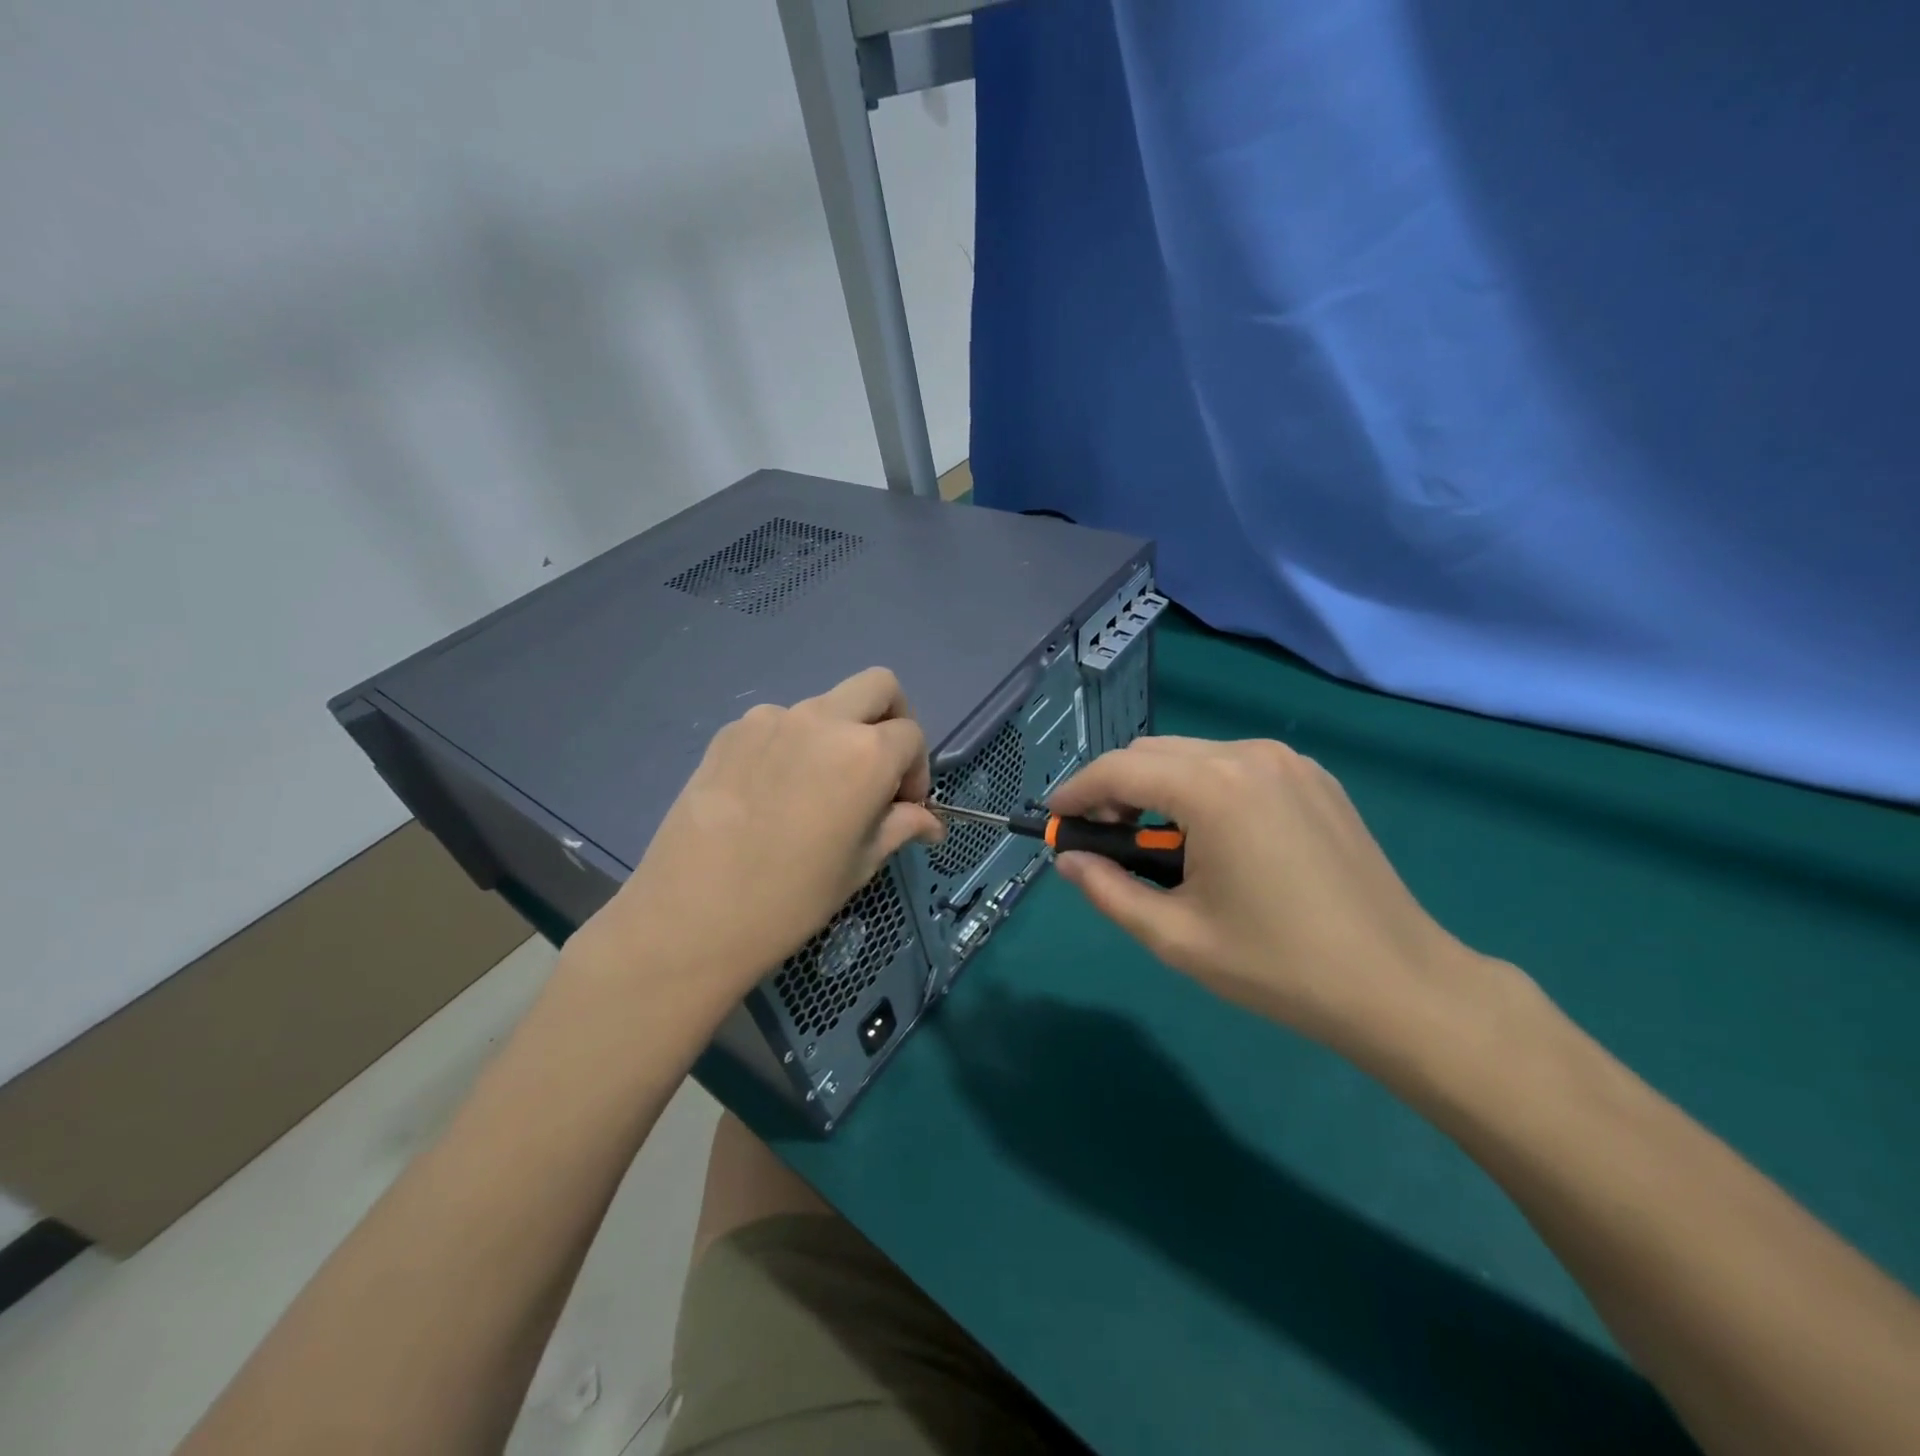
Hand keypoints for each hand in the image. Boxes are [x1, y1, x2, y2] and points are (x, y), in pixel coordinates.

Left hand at [567, 668, 942, 1008]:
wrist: (691, 915)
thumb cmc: (791, 898)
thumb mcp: (859, 865)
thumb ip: (900, 827)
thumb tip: (931, 823)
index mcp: (866, 753)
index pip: (912, 736)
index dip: (916, 771)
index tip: (903, 807)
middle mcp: (823, 719)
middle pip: (879, 686)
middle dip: (892, 719)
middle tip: (879, 769)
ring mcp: (771, 719)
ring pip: (825, 705)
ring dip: (838, 734)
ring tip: (817, 790)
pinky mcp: (730, 731)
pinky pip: (779, 724)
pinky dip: (793, 745)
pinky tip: (773, 794)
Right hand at [1048, 737, 1498, 1063]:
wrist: (1398, 984)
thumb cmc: (1278, 965)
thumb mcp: (1176, 936)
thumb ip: (1108, 890)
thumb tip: (1069, 859)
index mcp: (1213, 787)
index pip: (1119, 769)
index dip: (1077, 792)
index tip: (1056, 821)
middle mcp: (1249, 755)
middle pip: (1153, 752)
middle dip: (1117, 789)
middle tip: (1109, 841)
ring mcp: (1289, 761)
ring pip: (1194, 754)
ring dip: (1160, 788)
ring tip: (1163, 846)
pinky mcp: (1315, 778)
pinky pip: (1236, 765)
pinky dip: (1204, 788)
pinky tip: (1216, 839)